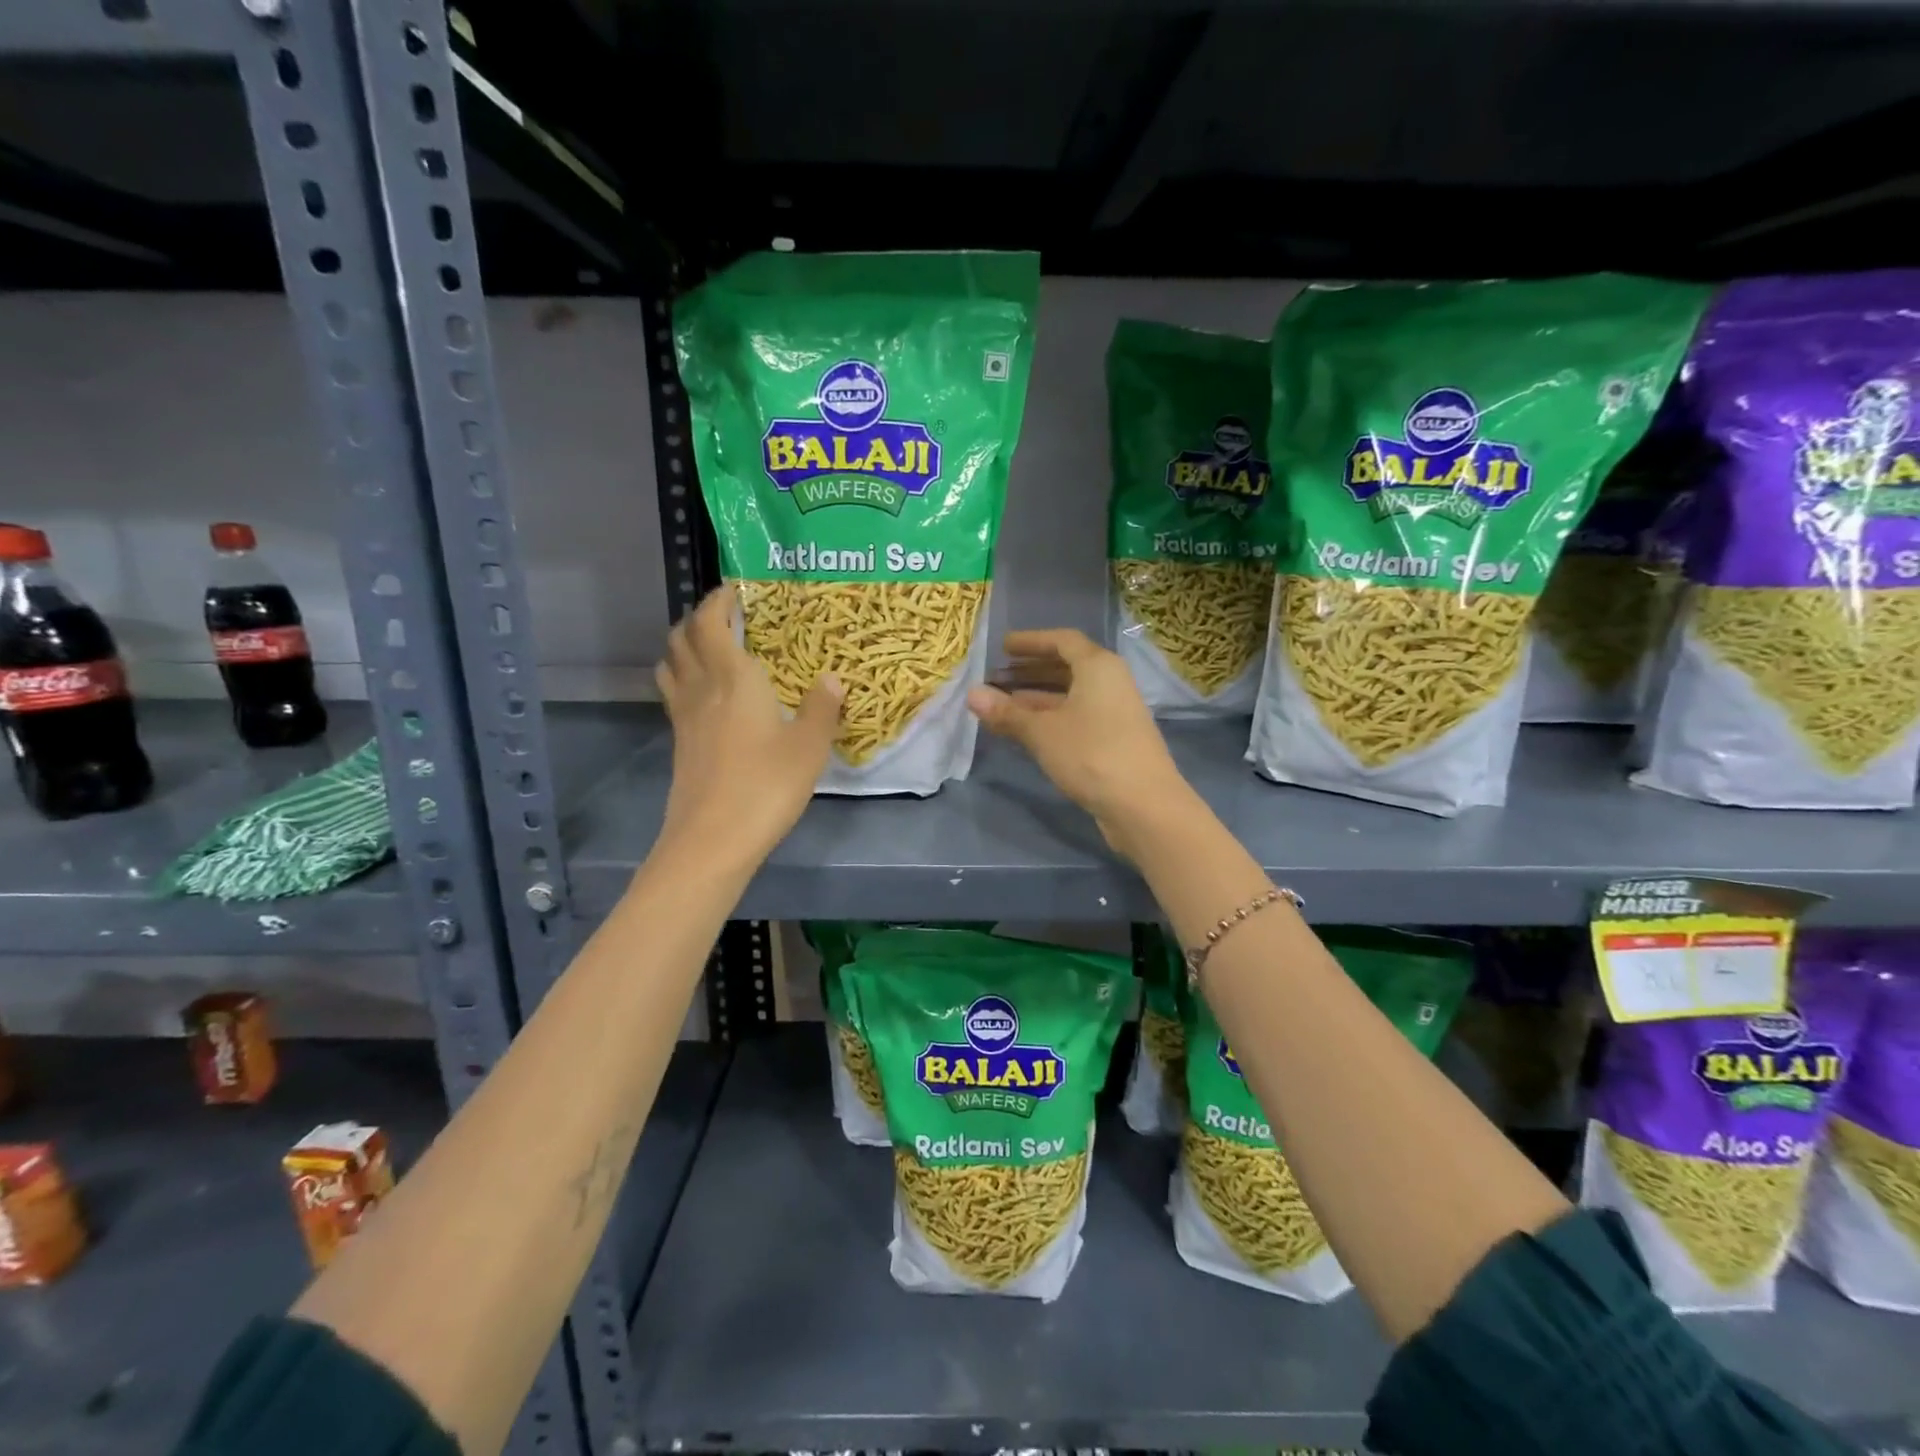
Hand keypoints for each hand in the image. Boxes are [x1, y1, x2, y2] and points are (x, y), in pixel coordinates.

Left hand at [654, 586, 841, 870]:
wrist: (712, 840)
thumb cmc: (766, 786)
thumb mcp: (809, 747)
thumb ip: (822, 708)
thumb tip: (832, 677)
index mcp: (734, 679)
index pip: (712, 623)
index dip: (719, 600)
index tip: (736, 589)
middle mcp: (702, 689)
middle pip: (682, 638)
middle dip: (699, 618)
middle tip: (726, 616)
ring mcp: (684, 718)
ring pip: (671, 665)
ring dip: (684, 646)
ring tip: (710, 648)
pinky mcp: (679, 744)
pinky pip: (674, 695)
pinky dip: (684, 679)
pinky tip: (707, 697)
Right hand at [966, 629, 1192, 857]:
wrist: (1144, 805)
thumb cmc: (1092, 754)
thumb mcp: (1042, 732)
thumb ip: (1007, 712)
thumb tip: (971, 694)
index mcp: (1098, 667)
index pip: (1062, 640)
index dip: (1031, 641)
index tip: (1003, 647)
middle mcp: (1110, 682)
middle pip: (1067, 667)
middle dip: (1030, 670)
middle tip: (996, 676)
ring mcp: (1115, 712)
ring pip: (1071, 695)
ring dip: (1037, 697)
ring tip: (1002, 704)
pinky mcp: (1115, 740)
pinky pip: (1077, 716)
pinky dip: (1051, 717)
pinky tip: (1027, 731)